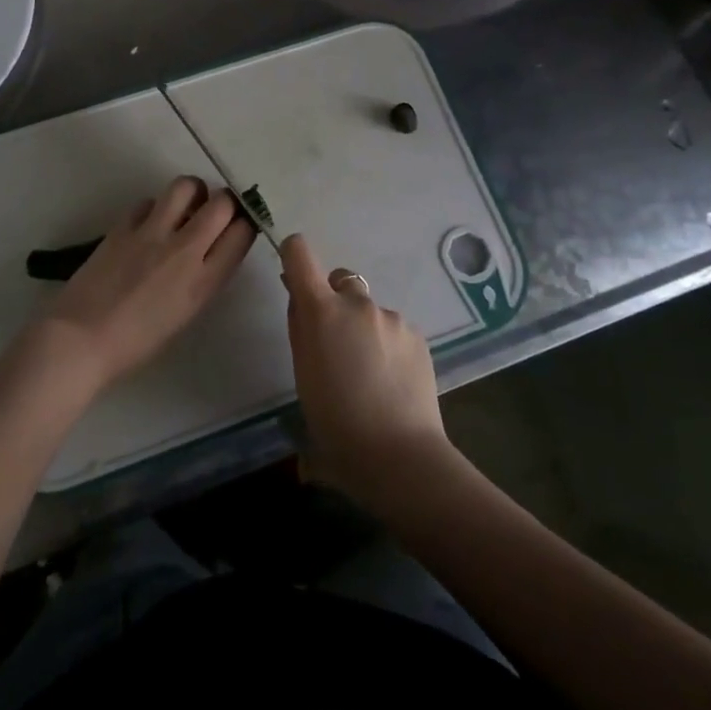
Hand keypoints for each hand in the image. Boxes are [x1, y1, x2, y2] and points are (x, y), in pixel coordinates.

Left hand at [29, 176, 254, 397]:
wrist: (80, 341)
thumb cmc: (136, 344)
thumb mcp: (185, 315)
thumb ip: (204, 279)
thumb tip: (211, 250)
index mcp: (204, 282)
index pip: (243, 233)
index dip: (246, 224)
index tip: (239, 226)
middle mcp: (184, 250)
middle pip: (222, 203)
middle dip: (225, 201)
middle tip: (215, 211)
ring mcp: (151, 233)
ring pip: (186, 186)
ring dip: (192, 192)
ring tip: (185, 206)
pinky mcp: (122, 226)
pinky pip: (148, 201)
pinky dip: (154, 207)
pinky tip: (148, 224)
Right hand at [279, 234, 454, 506]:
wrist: (398, 455)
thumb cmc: (336, 423)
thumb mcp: (303, 375)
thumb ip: (301, 330)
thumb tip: (301, 303)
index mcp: (321, 311)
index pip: (300, 254)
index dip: (294, 254)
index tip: (293, 273)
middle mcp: (357, 303)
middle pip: (341, 280)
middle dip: (334, 300)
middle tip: (334, 342)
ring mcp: (391, 317)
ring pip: (369, 309)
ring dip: (363, 326)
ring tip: (368, 372)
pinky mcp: (417, 335)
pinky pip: (393, 328)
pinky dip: (387, 344)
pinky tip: (390, 380)